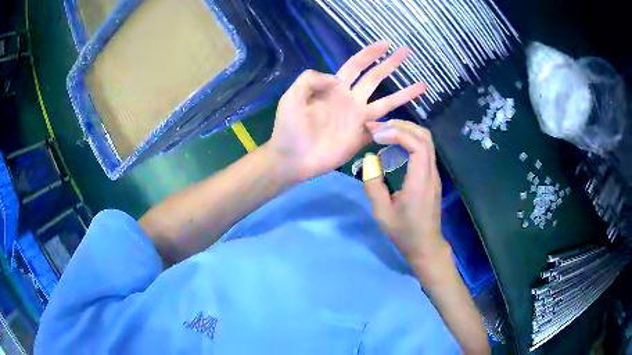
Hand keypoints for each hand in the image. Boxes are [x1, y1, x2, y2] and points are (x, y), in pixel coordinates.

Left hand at [266, 42, 426, 182]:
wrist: (293, 158)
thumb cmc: (289, 127)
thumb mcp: (292, 96)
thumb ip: (310, 79)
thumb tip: (337, 79)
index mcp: (335, 88)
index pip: (356, 65)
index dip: (371, 54)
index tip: (386, 44)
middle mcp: (351, 99)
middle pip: (375, 78)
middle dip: (391, 64)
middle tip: (407, 53)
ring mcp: (359, 119)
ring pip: (387, 102)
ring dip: (404, 93)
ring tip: (422, 85)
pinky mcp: (363, 137)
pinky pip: (383, 127)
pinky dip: (396, 124)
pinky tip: (409, 119)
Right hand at [363, 119, 449, 266]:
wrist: (426, 245)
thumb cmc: (404, 232)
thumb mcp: (382, 213)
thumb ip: (373, 185)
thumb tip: (370, 160)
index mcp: (420, 182)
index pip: (418, 145)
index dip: (398, 133)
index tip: (376, 134)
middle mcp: (431, 173)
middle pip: (424, 137)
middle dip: (401, 125)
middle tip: (377, 127)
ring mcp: (434, 174)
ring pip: (426, 141)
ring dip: (406, 130)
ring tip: (384, 132)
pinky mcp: (431, 176)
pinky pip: (424, 149)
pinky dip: (409, 140)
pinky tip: (393, 146)